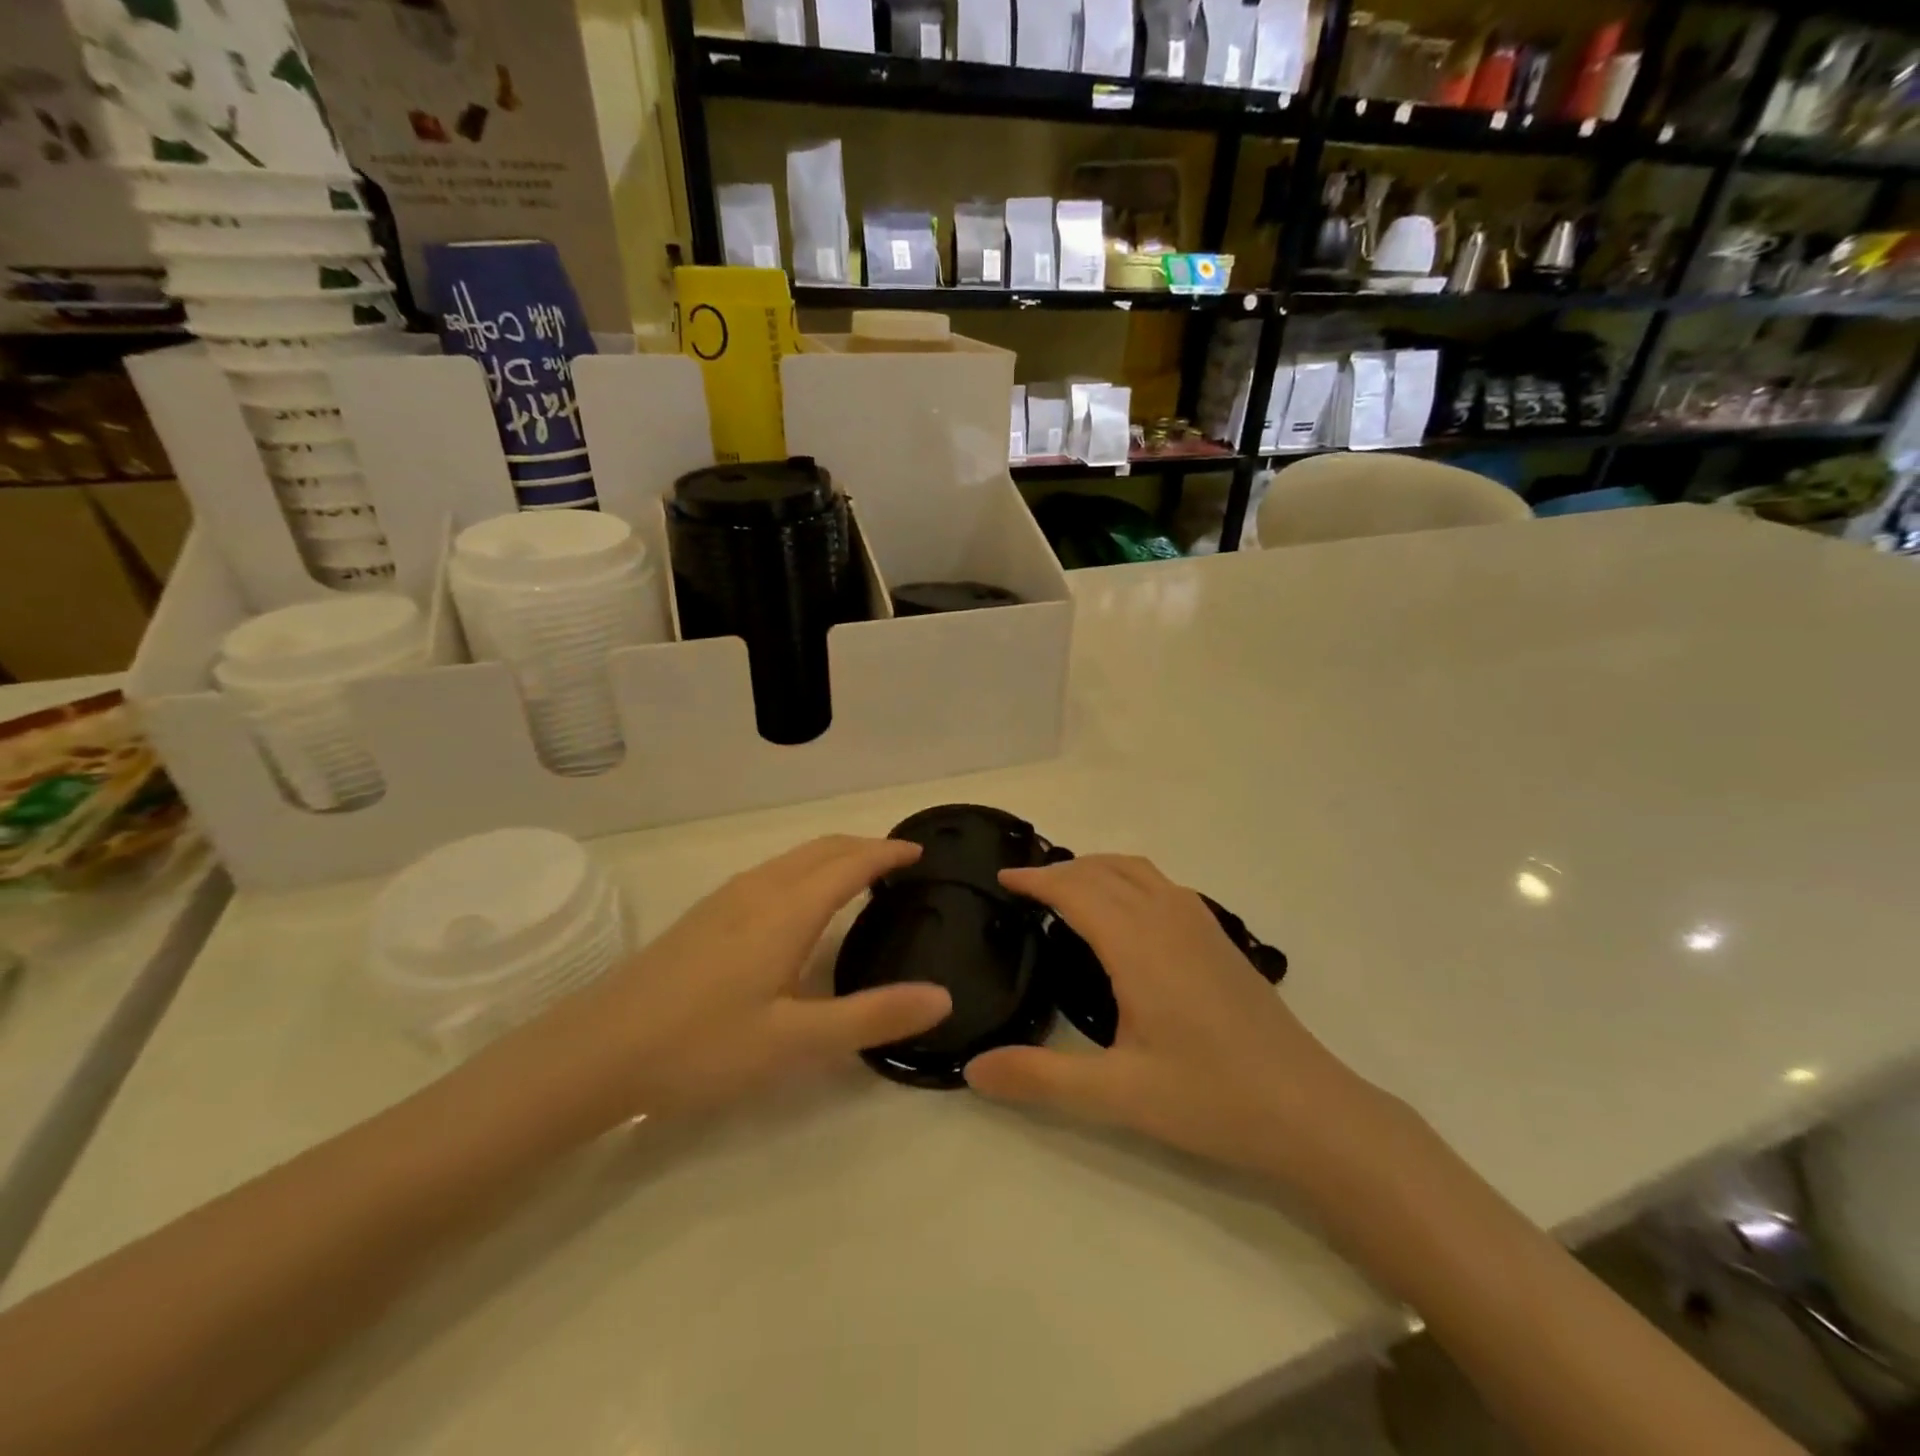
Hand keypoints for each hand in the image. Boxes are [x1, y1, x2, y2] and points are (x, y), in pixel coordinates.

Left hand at [533, 836, 950, 1122]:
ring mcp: (724, 900)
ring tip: (857, 877)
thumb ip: (870, 1017)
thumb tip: (942, 997)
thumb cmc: (701, 1046)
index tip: (919, 852)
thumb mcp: (795, 1042)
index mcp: (786, 910)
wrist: (593, 1052)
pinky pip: (770, 873)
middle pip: (821, 849)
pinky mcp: (703, 916)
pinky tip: (796, 907)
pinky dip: (804, 871)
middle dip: (863, 847)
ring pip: (792, 859)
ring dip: (832, 857)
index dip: (887, 853)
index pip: (850, 863)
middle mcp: (758, 890)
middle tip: (897, 863)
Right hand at [964, 855, 1352, 1174]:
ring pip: (1138, 870)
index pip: (1076, 890)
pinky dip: (1128, 879)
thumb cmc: (1211, 1098)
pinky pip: (1162, 884)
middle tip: (1025, 887)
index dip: (1036, 879)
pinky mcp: (1221, 938)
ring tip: (1068, 889)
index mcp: (1138, 944)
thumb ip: (1040, 1079)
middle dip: (1061, 869)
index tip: (1002, 878)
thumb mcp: (1118, 1095)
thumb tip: (972, 1069)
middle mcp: (1168, 918)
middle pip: (1105, 870)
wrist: (1311, 1111)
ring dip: (1096, 868)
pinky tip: (1127, 914)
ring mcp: (1201, 924)